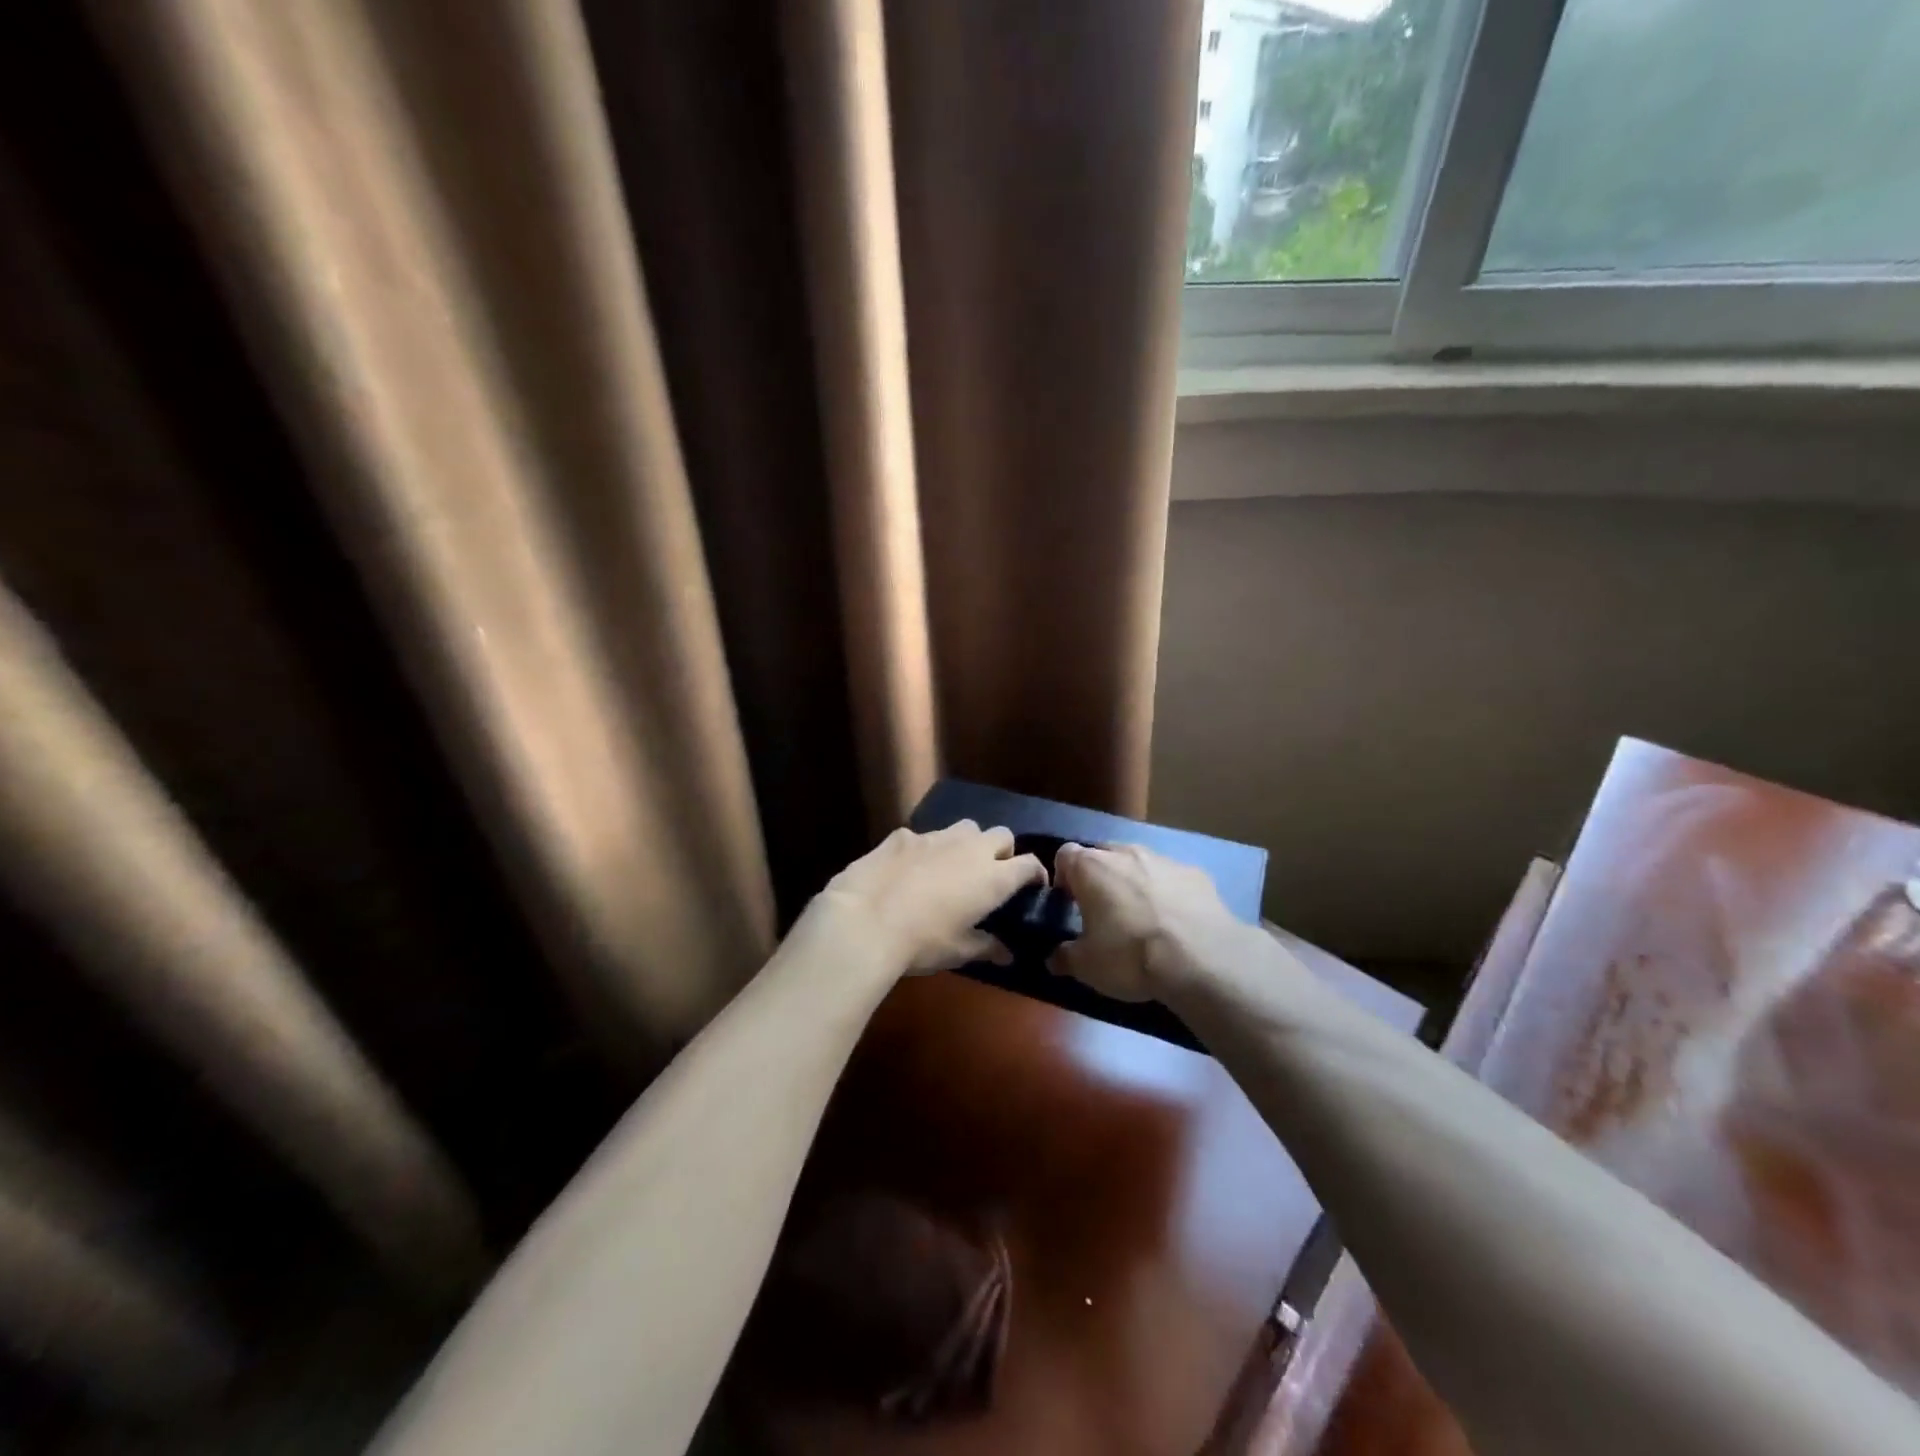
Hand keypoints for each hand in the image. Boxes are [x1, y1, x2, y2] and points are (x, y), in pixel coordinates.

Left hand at [816, 822, 1046, 975]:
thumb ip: (987, 947)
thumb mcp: (959, 952)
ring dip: (967, 844)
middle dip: (1003, 851)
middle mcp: (970, 848)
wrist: (865, 920)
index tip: (1032, 887)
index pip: (1029, 864)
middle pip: (1001, 835)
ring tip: (953, 866)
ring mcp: (935, 837)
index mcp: (993, 877)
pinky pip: (924, 837)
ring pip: (965, 828)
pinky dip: (925, 850)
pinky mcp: (903, 835)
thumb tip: (1007, 954)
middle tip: (992, 875)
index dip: (1035, 874)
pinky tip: (910, 869)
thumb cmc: (923, 942)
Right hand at [1049, 843, 1248, 1001]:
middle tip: (1102, 910)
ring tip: (1142, 917)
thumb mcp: (1087, 966)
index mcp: (1091, 867)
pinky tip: (1176, 921)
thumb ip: (1064, 957)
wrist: (1202, 959)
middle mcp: (1125, 852)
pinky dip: (1168, 893)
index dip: (1063, 877)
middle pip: (1103, 854)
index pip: (1064, 854)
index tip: (1068, 902)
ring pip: (1139, 863)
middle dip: (1100, 876)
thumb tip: (1053, 958)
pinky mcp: (1196, 873)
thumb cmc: (1131, 955)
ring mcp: (1163, 859)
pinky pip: (1172, 878)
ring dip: (1134, 882)